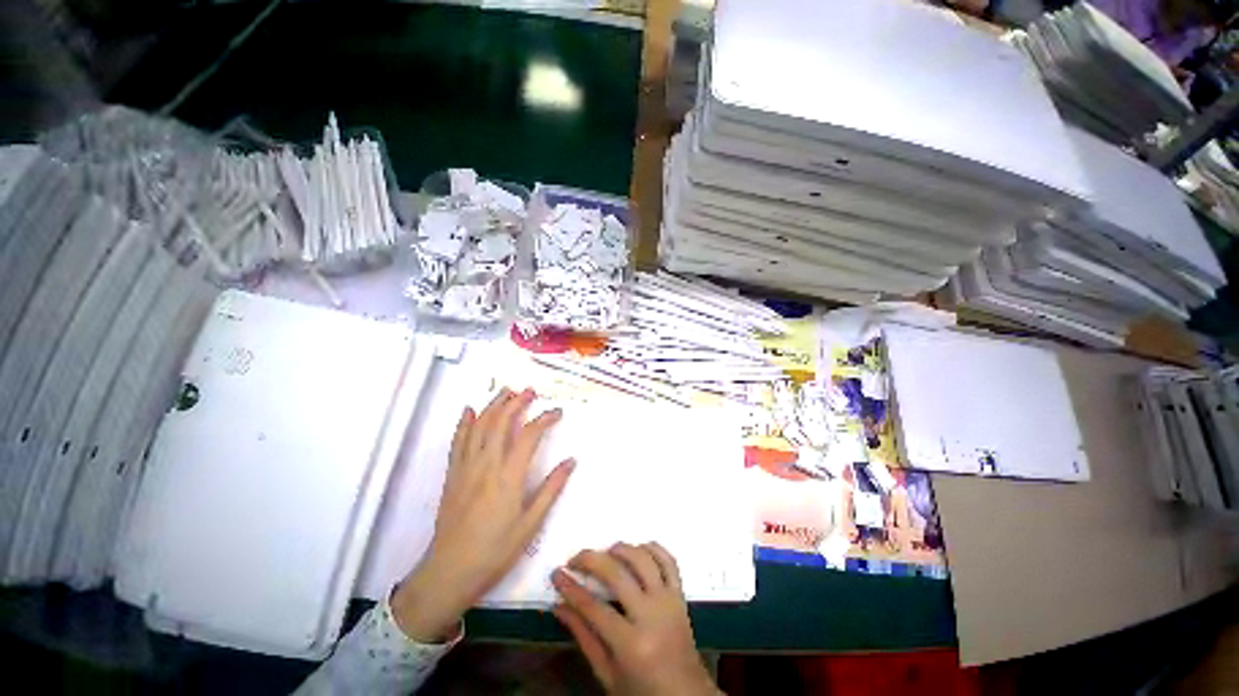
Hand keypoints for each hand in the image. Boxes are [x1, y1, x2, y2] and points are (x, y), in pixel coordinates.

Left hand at [392, 388, 573, 641]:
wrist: (450, 571)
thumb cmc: (496, 550)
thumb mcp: (530, 524)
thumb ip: (551, 489)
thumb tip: (571, 461)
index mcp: (509, 476)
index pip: (529, 436)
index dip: (545, 419)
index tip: (557, 412)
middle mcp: (486, 464)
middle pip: (501, 422)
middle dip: (517, 403)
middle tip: (530, 391)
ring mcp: (466, 467)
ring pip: (479, 426)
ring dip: (493, 405)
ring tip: (506, 391)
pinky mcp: (452, 474)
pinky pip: (458, 441)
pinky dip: (464, 423)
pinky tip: (469, 411)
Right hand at [552, 543, 718, 695]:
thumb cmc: (641, 691)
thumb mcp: (607, 674)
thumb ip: (584, 637)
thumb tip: (559, 606)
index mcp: (631, 646)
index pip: (593, 608)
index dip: (571, 589)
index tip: (557, 574)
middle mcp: (651, 616)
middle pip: (617, 574)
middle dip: (591, 560)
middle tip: (575, 558)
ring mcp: (669, 601)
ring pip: (643, 559)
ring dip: (621, 549)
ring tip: (605, 552)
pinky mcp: (680, 594)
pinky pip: (668, 560)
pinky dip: (652, 548)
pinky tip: (637, 549)